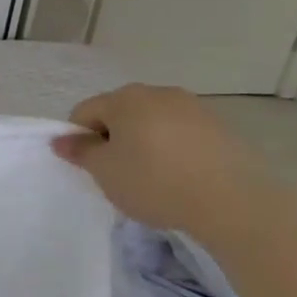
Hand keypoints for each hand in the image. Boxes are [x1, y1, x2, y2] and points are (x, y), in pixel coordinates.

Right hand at [52, 84, 269, 231]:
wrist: (234, 203)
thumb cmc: (155, 183)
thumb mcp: (106, 172)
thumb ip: (81, 152)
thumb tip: (62, 140)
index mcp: (124, 98)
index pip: (84, 112)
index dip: (80, 139)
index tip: (92, 168)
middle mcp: (158, 92)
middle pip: (120, 112)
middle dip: (114, 138)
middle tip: (120, 173)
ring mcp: (193, 107)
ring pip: (153, 121)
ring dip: (145, 142)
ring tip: (154, 177)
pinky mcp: (221, 127)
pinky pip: (182, 133)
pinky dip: (174, 149)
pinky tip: (182, 177)